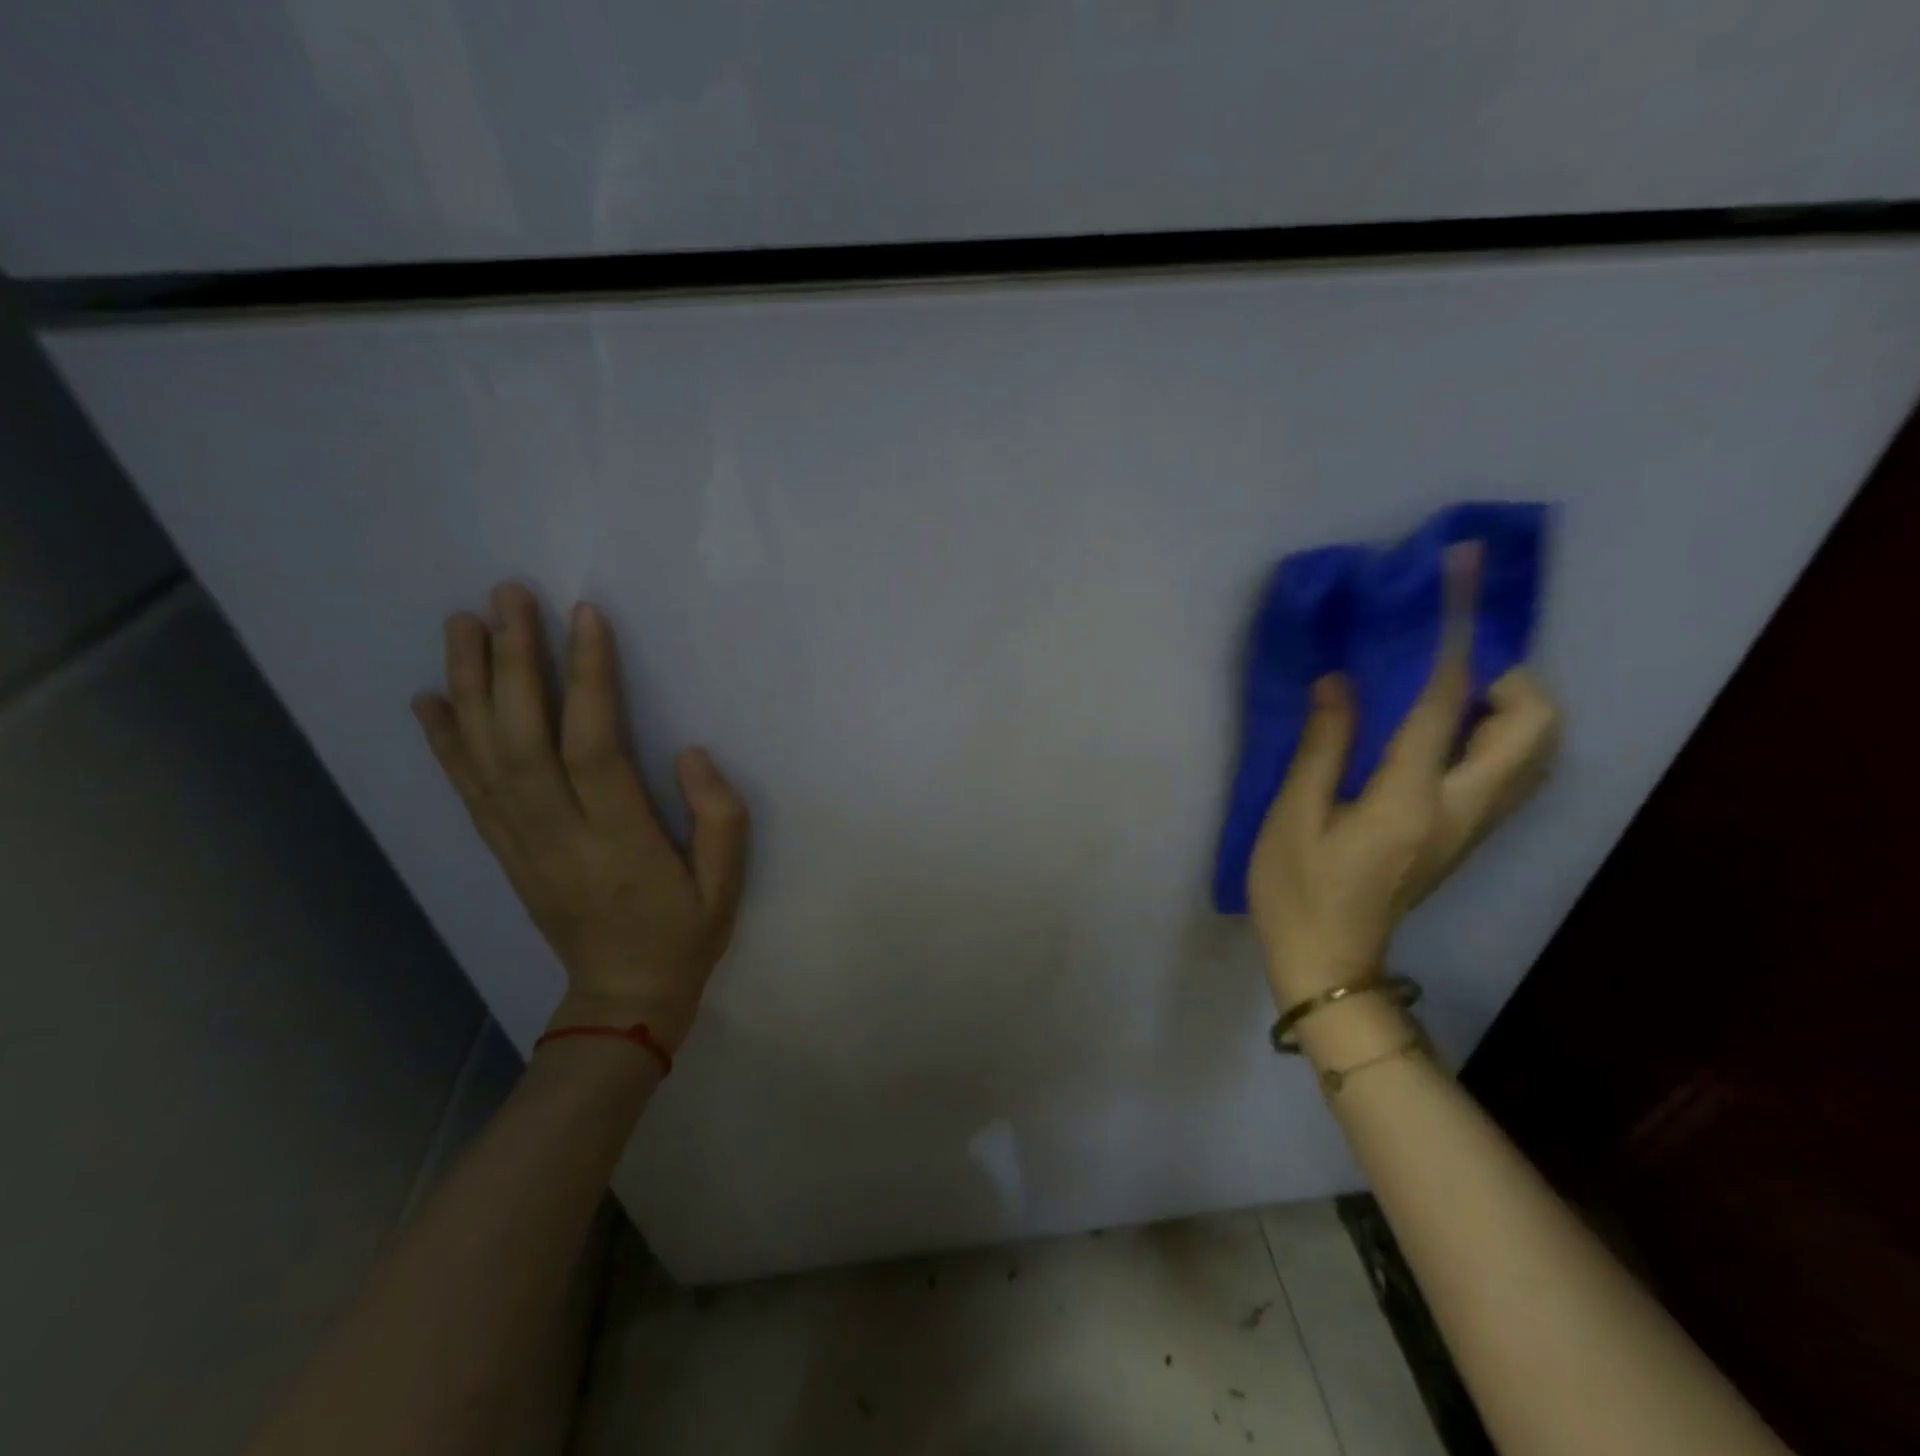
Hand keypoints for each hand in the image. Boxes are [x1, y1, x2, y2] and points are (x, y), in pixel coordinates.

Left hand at [411, 584, 749, 1049]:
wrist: (621, 997)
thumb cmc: (685, 933)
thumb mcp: (727, 883)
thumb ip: (718, 815)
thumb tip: (687, 752)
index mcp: (620, 840)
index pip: (594, 746)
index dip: (588, 679)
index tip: (584, 617)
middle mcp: (558, 835)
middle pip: (524, 738)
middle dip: (514, 661)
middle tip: (508, 596)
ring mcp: (522, 843)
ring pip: (485, 755)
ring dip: (470, 684)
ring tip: (464, 623)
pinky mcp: (506, 851)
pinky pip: (468, 790)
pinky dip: (445, 741)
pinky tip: (431, 698)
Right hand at [1247, 545, 1559, 1009]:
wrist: (1329, 963)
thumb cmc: (1297, 890)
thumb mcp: (1292, 816)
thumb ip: (1323, 746)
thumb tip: (1342, 682)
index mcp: (1410, 800)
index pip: (1444, 703)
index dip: (1454, 637)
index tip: (1462, 583)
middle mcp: (1462, 809)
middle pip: (1535, 730)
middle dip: (1512, 678)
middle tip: (1454, 662)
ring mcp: (1472, 826)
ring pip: (1535, 753)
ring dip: (1510, 707)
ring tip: (1449, 690)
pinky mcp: (1466, 836)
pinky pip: (1510, 772)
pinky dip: (1496, 735)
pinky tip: (1442, 729)